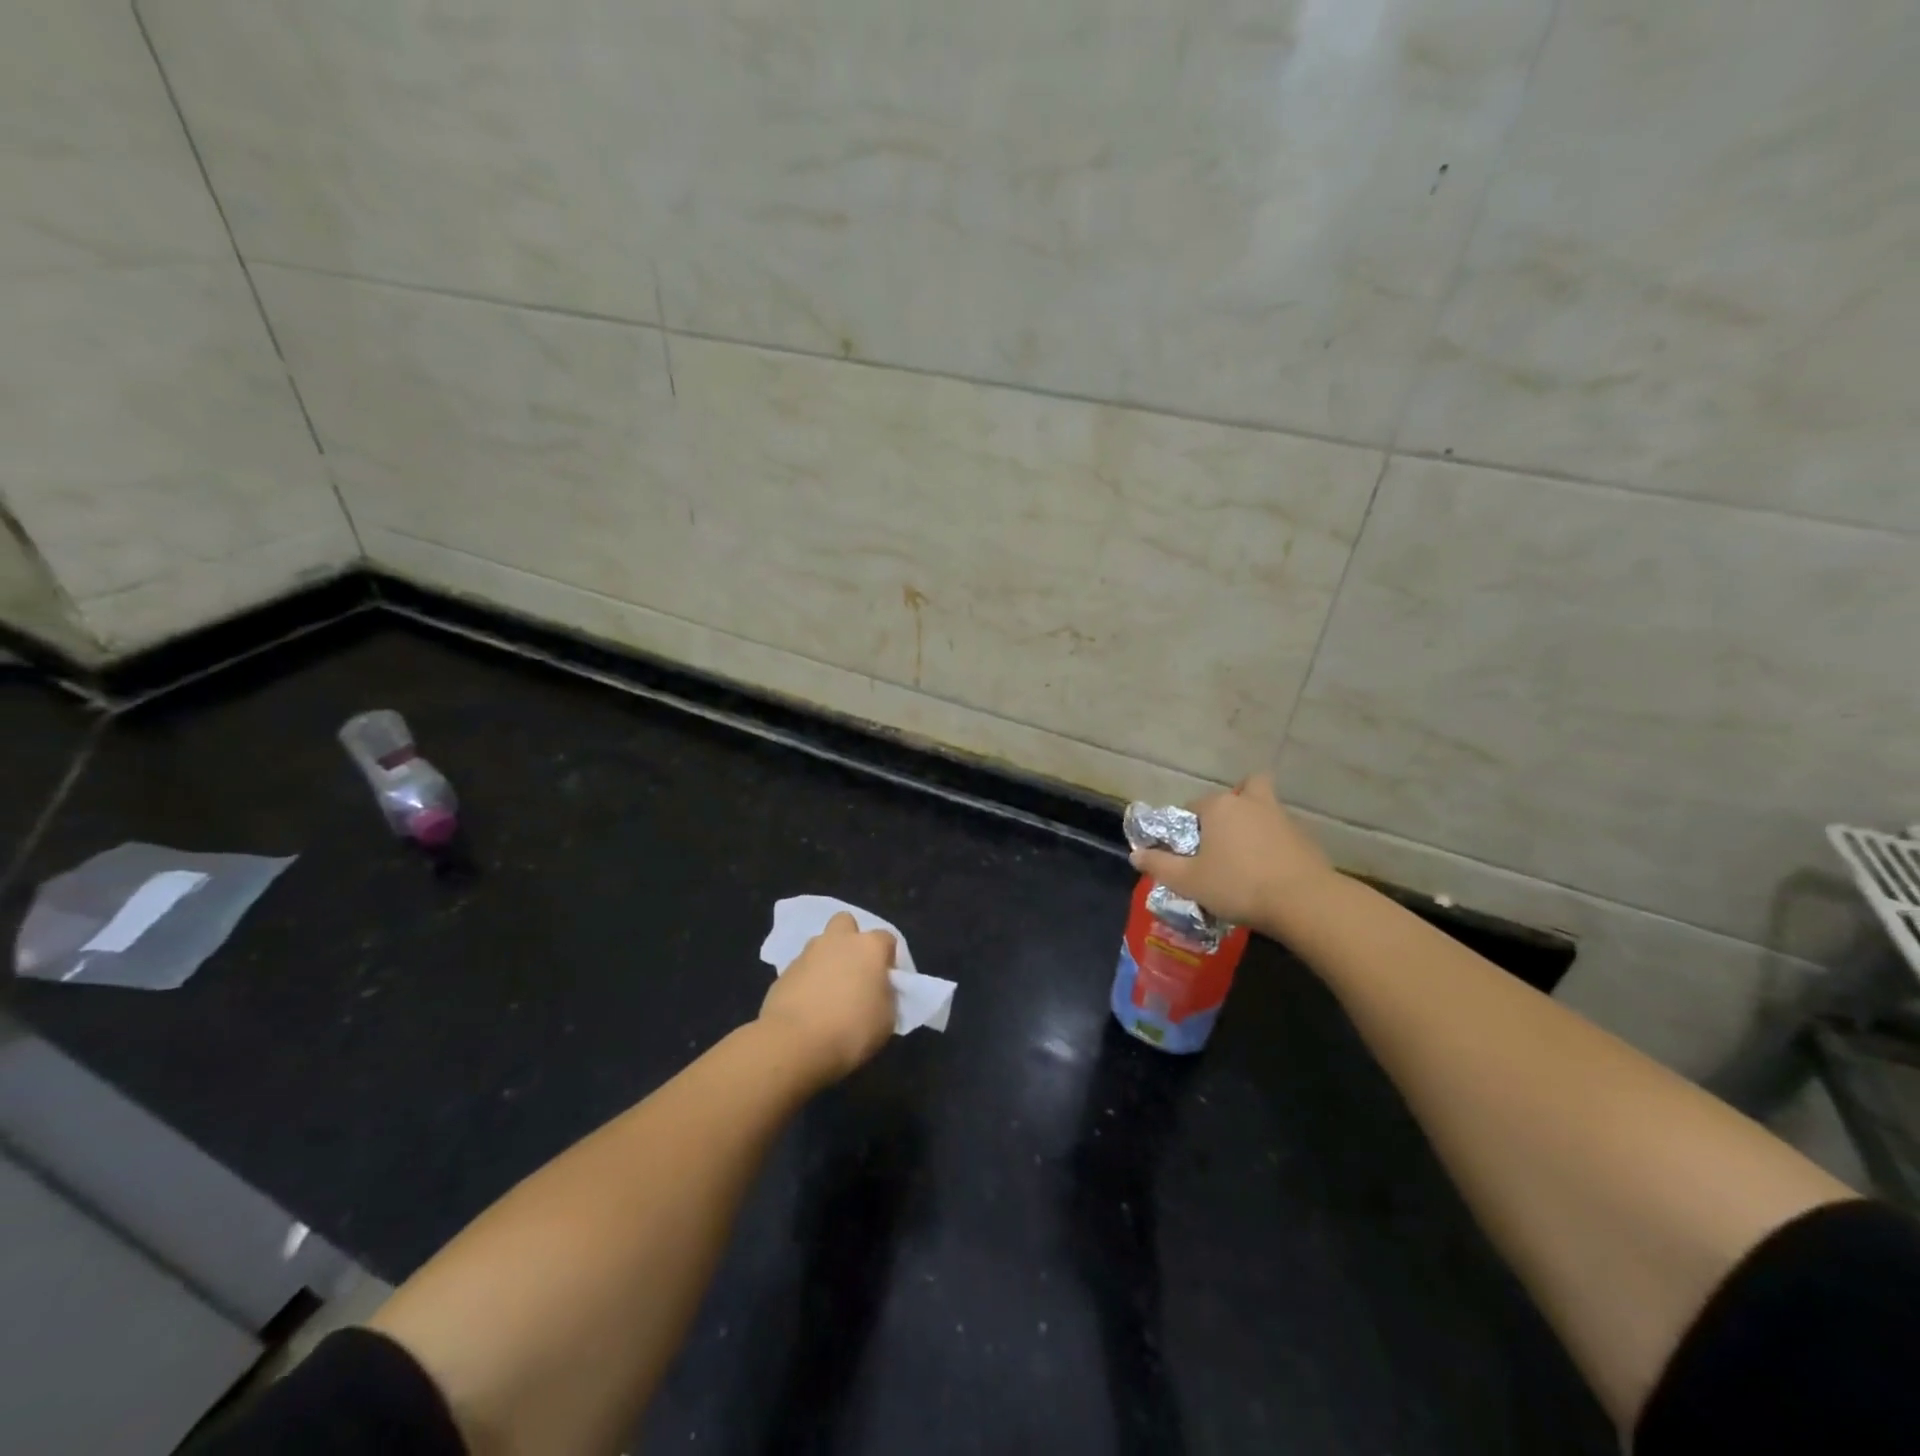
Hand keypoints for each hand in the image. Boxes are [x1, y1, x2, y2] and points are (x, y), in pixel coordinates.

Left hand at [758, 912, 898, 1084]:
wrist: (794, 1043)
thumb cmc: (851, 1029)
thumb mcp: (887, 1019)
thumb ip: (886, 996)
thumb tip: (879, 991)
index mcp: (869, 947)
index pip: (886, 939)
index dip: (888, 958)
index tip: (886, 981)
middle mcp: (838, 941)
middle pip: (846, 923)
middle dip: (850, 939)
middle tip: (854, 970)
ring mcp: (807, 954)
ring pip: (820, 945)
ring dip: (826, 960)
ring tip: (828, 992)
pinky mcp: (783, 972)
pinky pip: (801, 969)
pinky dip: (806, 981)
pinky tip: (808, 1006)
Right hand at [1129, 773, 1334, 932]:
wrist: (1304, 902)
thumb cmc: (1238, 885)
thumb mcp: (1188, 881)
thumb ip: (1159, 865)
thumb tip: (1135, 854)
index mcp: (1219, 807)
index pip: (1193, 806)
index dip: (1186, 828)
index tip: (1188, 853)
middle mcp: (1250, 802)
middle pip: (1241, 790)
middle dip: (1232, 805)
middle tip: (1225, 836)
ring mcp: (1282, 817)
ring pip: (1264, 808)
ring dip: (1255, 823)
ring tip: (1246, 857)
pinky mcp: (1305, 837)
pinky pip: (1282, 832)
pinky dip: (1275, 843)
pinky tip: (1270, 870)